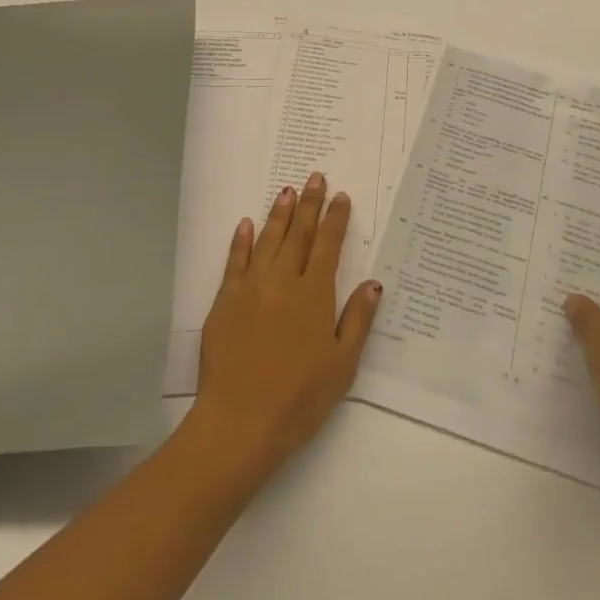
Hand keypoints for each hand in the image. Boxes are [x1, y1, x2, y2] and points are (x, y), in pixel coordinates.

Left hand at [191, 174, 382, 488]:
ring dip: (279, 214)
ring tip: (287, 191)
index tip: (341, 196)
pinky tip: (246, 224)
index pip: (329, 246)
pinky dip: (241, 241)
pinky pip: (235, 262)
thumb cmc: (299, 398)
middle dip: (309, 204)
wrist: (240, 421)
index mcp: (314, 295)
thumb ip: (358, 320)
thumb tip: (374, 283)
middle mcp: (283, 282)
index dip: (336, 219)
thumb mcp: (342, 364)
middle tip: (314, 177)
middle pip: (299, 235)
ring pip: (268, 241)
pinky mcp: (225, 302)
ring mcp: (251, 288)